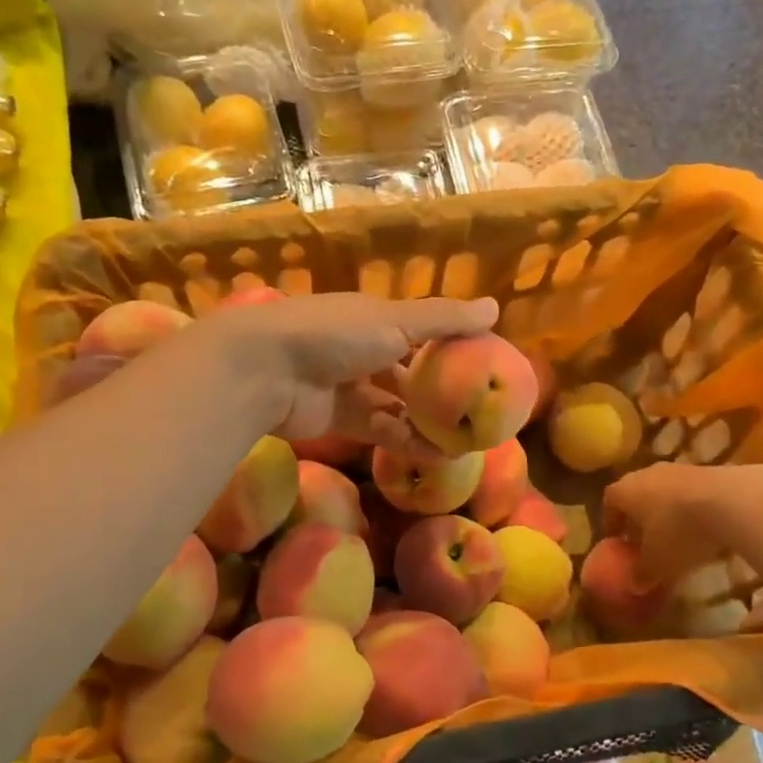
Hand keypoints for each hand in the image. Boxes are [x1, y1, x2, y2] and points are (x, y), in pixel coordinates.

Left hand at [207, 293, 499, 450]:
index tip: (485, 366)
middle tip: (478, 413)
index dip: (453, 347)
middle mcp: (365, 350)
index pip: (423, 331)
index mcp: (377, 319)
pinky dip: (407, 441)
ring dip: (428, 422)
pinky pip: (381, 430)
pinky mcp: (340, 420)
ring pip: (398, 406)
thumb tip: (496, 307)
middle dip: (441, 392)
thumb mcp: (395, 320)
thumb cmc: (335, 335)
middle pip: (411, 372)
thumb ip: (444, 319)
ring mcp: (351, 386)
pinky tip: (437, 456)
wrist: (266, 370)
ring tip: (466, 442)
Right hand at [603, 462, 762, 584]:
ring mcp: (677, 469)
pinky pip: (689, 492)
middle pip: (635, 495)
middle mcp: (645, 474)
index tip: (616, 542)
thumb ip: (641, 575)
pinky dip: (690, 509)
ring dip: (666, 512)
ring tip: (676, 537)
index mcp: (623, 492)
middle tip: (644, 541)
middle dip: (638, 518)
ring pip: (663, 492)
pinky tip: (702, 528)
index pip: (609, 503)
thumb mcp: (657, 564)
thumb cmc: (678, 531)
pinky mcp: (707, 469)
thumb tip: (634, 585)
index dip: (611, 524)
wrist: (730, 501)